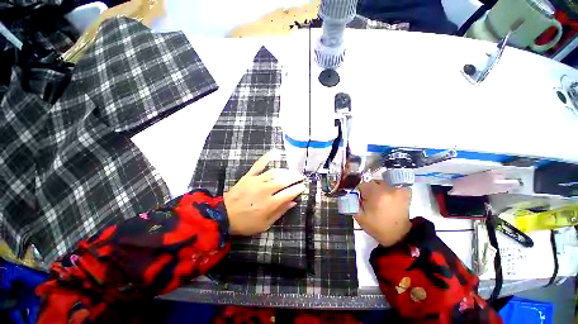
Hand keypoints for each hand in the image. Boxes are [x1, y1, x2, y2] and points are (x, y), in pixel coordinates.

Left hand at [224, 152, 305, 235]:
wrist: (224, 216)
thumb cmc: (246, 223)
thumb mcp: (265, 224)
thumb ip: (280, 212)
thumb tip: (293, 202)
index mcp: (270, 203)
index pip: (289, 193)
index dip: (298, 188)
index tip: (303, 186)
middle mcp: (265, 190)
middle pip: (284, 180)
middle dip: (295, 177)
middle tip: (300, 176)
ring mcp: (256, 181)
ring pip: (275, 172)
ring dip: (285, 171)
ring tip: (291, 171)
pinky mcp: (248, 176)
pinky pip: (258, 165)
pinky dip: (266, 158)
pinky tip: (273, 152)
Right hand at [355, 181, 411, 246]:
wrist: (398, 236)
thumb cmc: (377, 227)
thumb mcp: (360, 217)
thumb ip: (352, 203)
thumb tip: (350, 194)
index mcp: (377, 194)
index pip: (363, 185)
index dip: (359, 192)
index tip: (360, 200)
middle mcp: (389, 189)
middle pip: (373, 183)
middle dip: (369, 190)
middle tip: (369, 201)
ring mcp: (399, 190)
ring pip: (382, 184)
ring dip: (378, 190)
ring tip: (379, 201)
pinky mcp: (406, 193)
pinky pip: (393, 186)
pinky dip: (388, 190)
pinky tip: (387, 198)